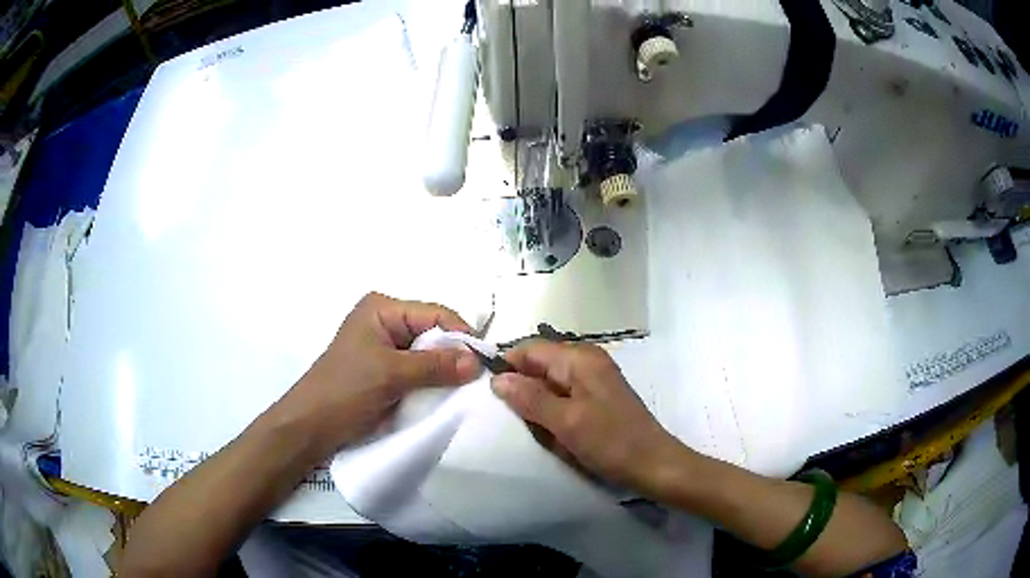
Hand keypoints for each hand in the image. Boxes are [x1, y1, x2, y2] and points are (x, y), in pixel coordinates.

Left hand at [278, 292, 479, 456]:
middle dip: (455, 354)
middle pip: (433, 332)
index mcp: (383, 309)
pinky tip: (446, 396)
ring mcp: (386, 348)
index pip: (435, 313)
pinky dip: (433, 382)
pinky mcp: (386, 371)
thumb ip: (435, 365)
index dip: (461, 335)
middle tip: (479, 381)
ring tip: (466, 391)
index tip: (486, 363)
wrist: (311, 427)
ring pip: (428, 354)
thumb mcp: (391, 374)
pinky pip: (419, 371)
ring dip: (445, 371)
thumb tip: (478, 362)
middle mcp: (386, 322)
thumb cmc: (345, 391)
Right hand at [491, 341, 684, 494]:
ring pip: (548, 385)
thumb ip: (530, 398)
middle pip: (539, 366)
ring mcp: (593, 380)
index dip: (507, 366)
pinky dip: (553, 415)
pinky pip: (562, 399)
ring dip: (538, 407)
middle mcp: (586, 362)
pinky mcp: (596, 399)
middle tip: (514, 420)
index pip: (530, 348)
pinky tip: (554, 435)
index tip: (487, 393)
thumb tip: (497, 379)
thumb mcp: (566, 421)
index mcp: (580, 358)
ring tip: (537, 431)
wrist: (653, 465)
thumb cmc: (611, 442)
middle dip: (523, 391)